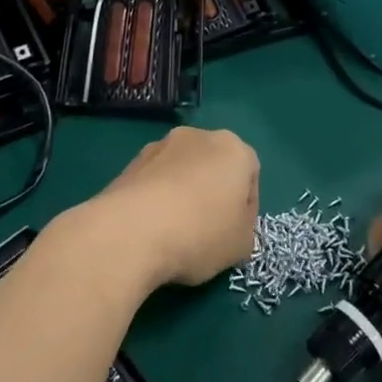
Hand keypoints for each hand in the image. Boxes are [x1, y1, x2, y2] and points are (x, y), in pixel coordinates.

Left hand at [86, 126, 258, 289]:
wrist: (131, 230)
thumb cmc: (200, 233)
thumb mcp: (241, 245)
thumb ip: (244, 230)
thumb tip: (228, 225)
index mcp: (233, 148)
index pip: (250, 177)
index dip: (246, 210)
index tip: (234, 236)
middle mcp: (197, 136)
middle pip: (214, 167)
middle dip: (213, 194)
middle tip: (207, 232)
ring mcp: (160, 145)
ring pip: (182, 172)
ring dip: (183, 194)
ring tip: (174, 233)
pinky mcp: (131, 161)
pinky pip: (155, 181)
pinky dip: (157, 199)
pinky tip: (151, 228)